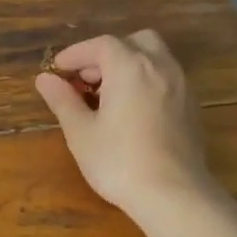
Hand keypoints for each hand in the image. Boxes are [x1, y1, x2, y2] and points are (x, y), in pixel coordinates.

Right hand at [33, 30, 210, 210]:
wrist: (174, 194)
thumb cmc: (119, 161)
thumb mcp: (81, 132)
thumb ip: (62, 100)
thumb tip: (44, 79)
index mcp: (130, 67)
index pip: (100, 45)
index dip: (77, 53)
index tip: (58, 69)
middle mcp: (160, 67)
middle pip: (134, 42)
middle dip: (107, 54)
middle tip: (87, 79)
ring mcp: (181, 86)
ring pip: (155, 59)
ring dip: (129, 66)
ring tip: (108, 96)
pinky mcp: (192, 108)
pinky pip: (166, 79)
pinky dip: (147, 82)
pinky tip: (133, 112)